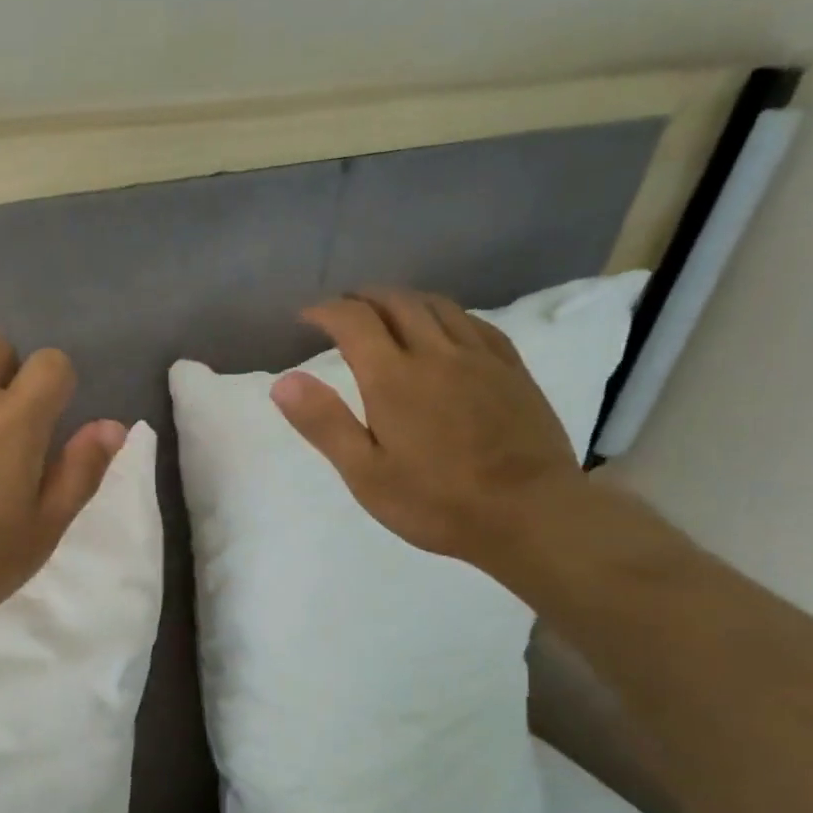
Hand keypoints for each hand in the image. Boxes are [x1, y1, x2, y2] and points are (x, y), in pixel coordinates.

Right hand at [270, 289, 586, 568]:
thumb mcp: (365, 473)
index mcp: (393, 378)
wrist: (529, 514)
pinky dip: (445, 313)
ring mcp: (480, 357)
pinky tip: (442, 327)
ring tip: (384, 311)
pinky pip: (474, 322)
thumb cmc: (435, 501)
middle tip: (341, 310)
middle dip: (363, 298)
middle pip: (397, 303)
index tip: (306, 318)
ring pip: (437, 306)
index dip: (326, 312)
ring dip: (403, 299)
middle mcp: (436, 353)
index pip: (354, 322)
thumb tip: (284, 380)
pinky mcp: (511, 369)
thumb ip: (324, 423)